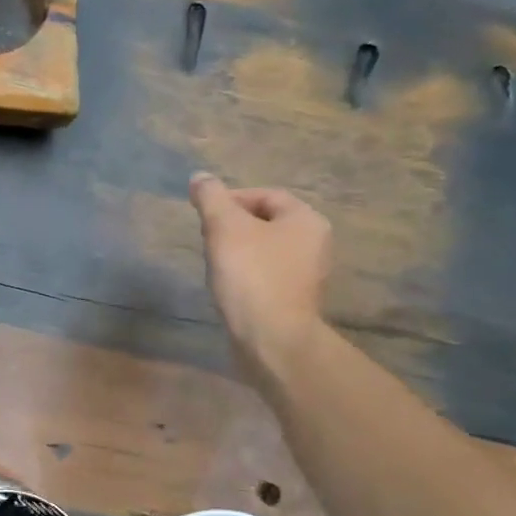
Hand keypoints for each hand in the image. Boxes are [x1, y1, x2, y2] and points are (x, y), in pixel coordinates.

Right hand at [189, 173, 331, 385]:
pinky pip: (266, 274)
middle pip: (267, 221)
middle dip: (233, 225)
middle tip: (206, 236)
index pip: (266, 195)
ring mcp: (307, 274)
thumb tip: (200, 177)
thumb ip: (211, 198)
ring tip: (213, 260)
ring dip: (238, 250)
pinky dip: (246, 273)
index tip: (204, 213)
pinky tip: (227, 284)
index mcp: (306, 220)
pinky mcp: (294, 299)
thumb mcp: (224, 227)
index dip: (231, 198)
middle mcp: (315, 243)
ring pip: (265, 249)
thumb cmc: (251, 275)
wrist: (271, 337)